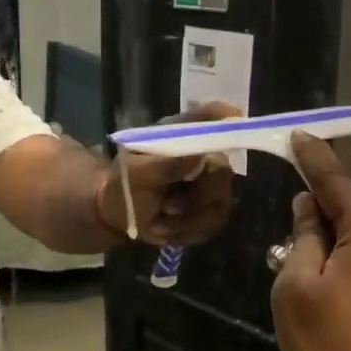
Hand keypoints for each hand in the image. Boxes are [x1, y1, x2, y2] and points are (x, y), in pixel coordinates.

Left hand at [99, 102, 238, 246]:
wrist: (120, 211)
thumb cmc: (126, 182)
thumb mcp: (136, 173)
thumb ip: (164, 165)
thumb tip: (198, 157)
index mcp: (184, 134)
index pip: (213, 119)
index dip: (227, 122)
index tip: (231, 129)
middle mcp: (205, 155)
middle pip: (222, 172)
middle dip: (197, 196)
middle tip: (168, 206)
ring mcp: (212, 184)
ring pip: (219, 204)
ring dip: (186, 220)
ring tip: (158, 224)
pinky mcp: (212, 209)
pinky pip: (212, 223)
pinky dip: (185, 232)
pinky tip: (165, 229)